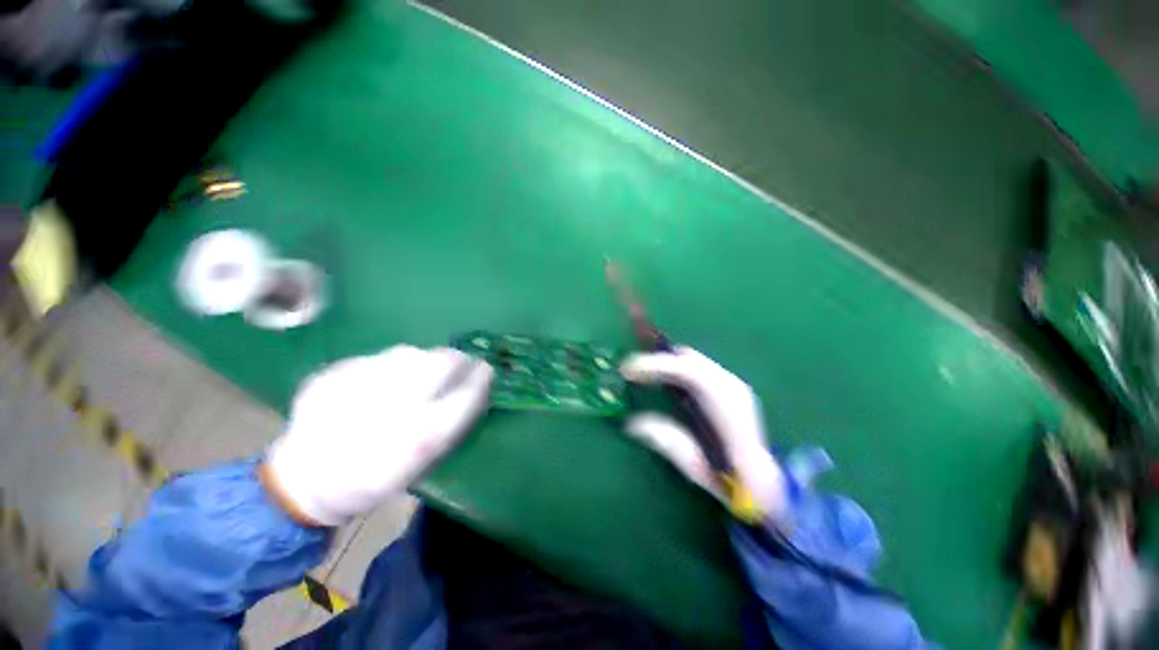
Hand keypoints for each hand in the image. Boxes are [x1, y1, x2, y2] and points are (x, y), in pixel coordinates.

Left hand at [263, 345, 492, 525]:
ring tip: (417, 377)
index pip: (466, 394)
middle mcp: (391, 409)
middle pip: (441, 362)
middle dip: (458, 360)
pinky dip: (391, 366)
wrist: (305, 480)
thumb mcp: (423, 463)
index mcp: (418, 441)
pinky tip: (380, 384)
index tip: (485, 371)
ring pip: (410, 353)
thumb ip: (452, 422)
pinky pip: (379, 358)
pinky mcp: (332, 375)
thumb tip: (476, 386)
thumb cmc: (375, 478)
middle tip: (459, 364)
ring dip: (425, 361)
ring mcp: (357, 386)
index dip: (480, 378)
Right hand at [620, 346, 786, 520]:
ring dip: (665, 361)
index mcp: (728, 409)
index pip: (691, 373)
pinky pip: (696, 366)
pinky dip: (675, 366)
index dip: (658, 366)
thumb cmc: (734, 483)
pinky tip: (663, 377)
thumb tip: (632, 423)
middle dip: (657, 360)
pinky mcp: (728, 386)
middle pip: (690, 359)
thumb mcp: (697, 469)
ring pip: (692, 359)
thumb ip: (667, 442)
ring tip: (642, 372)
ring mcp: (733, 385)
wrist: (769, 484)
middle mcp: (733, 388)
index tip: (629, 370)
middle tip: (631, 371)